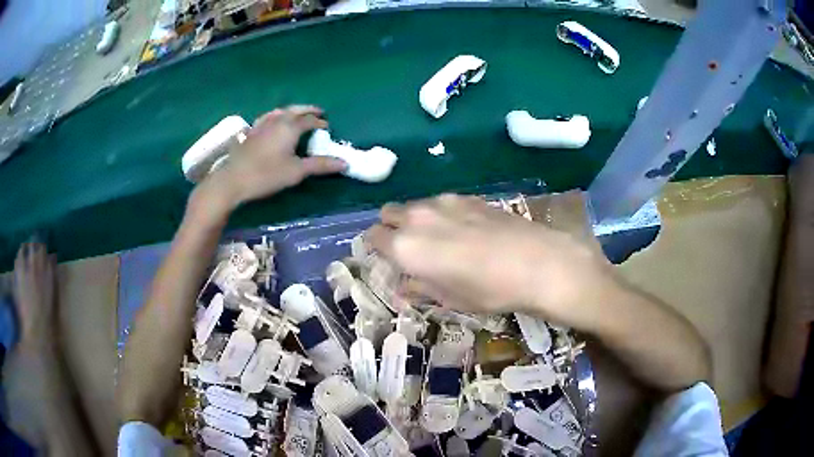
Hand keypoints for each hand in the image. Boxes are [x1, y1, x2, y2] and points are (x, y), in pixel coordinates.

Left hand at [202, 105, 345, 208]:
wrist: (232, 180)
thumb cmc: (266, 175)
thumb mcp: (296, 172)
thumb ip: (320, 165)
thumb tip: (344, 163)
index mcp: (290, 127)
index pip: (309, 120)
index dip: (320, 123)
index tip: (327, 127)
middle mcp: (276, 120)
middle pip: (295, 110)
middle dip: (308, 110)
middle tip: (318, 112)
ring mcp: (261, 125)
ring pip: (279, 111)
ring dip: (291, 110)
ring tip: (297, 114)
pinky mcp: (250, 133)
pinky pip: (266, 117)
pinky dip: (275, 116)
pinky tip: (271, 121)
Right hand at [366, 194, 616, 330]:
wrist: (536, 262)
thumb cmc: (488, 290)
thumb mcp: (449, 299)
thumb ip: (419, 288)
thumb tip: (402, 288)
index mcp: (405, 246)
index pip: (373, 236)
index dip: (375, 247)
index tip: (386, 258)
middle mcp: (418, 217)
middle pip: (388, 213)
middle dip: (390, 228)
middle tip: (408, 248)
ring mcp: (443, 202)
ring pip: (414, 205)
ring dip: (415, 220)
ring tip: (439, 240)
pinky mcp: (467, 197)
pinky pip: (440, 202)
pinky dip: (439, 214)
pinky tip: (464, 230)